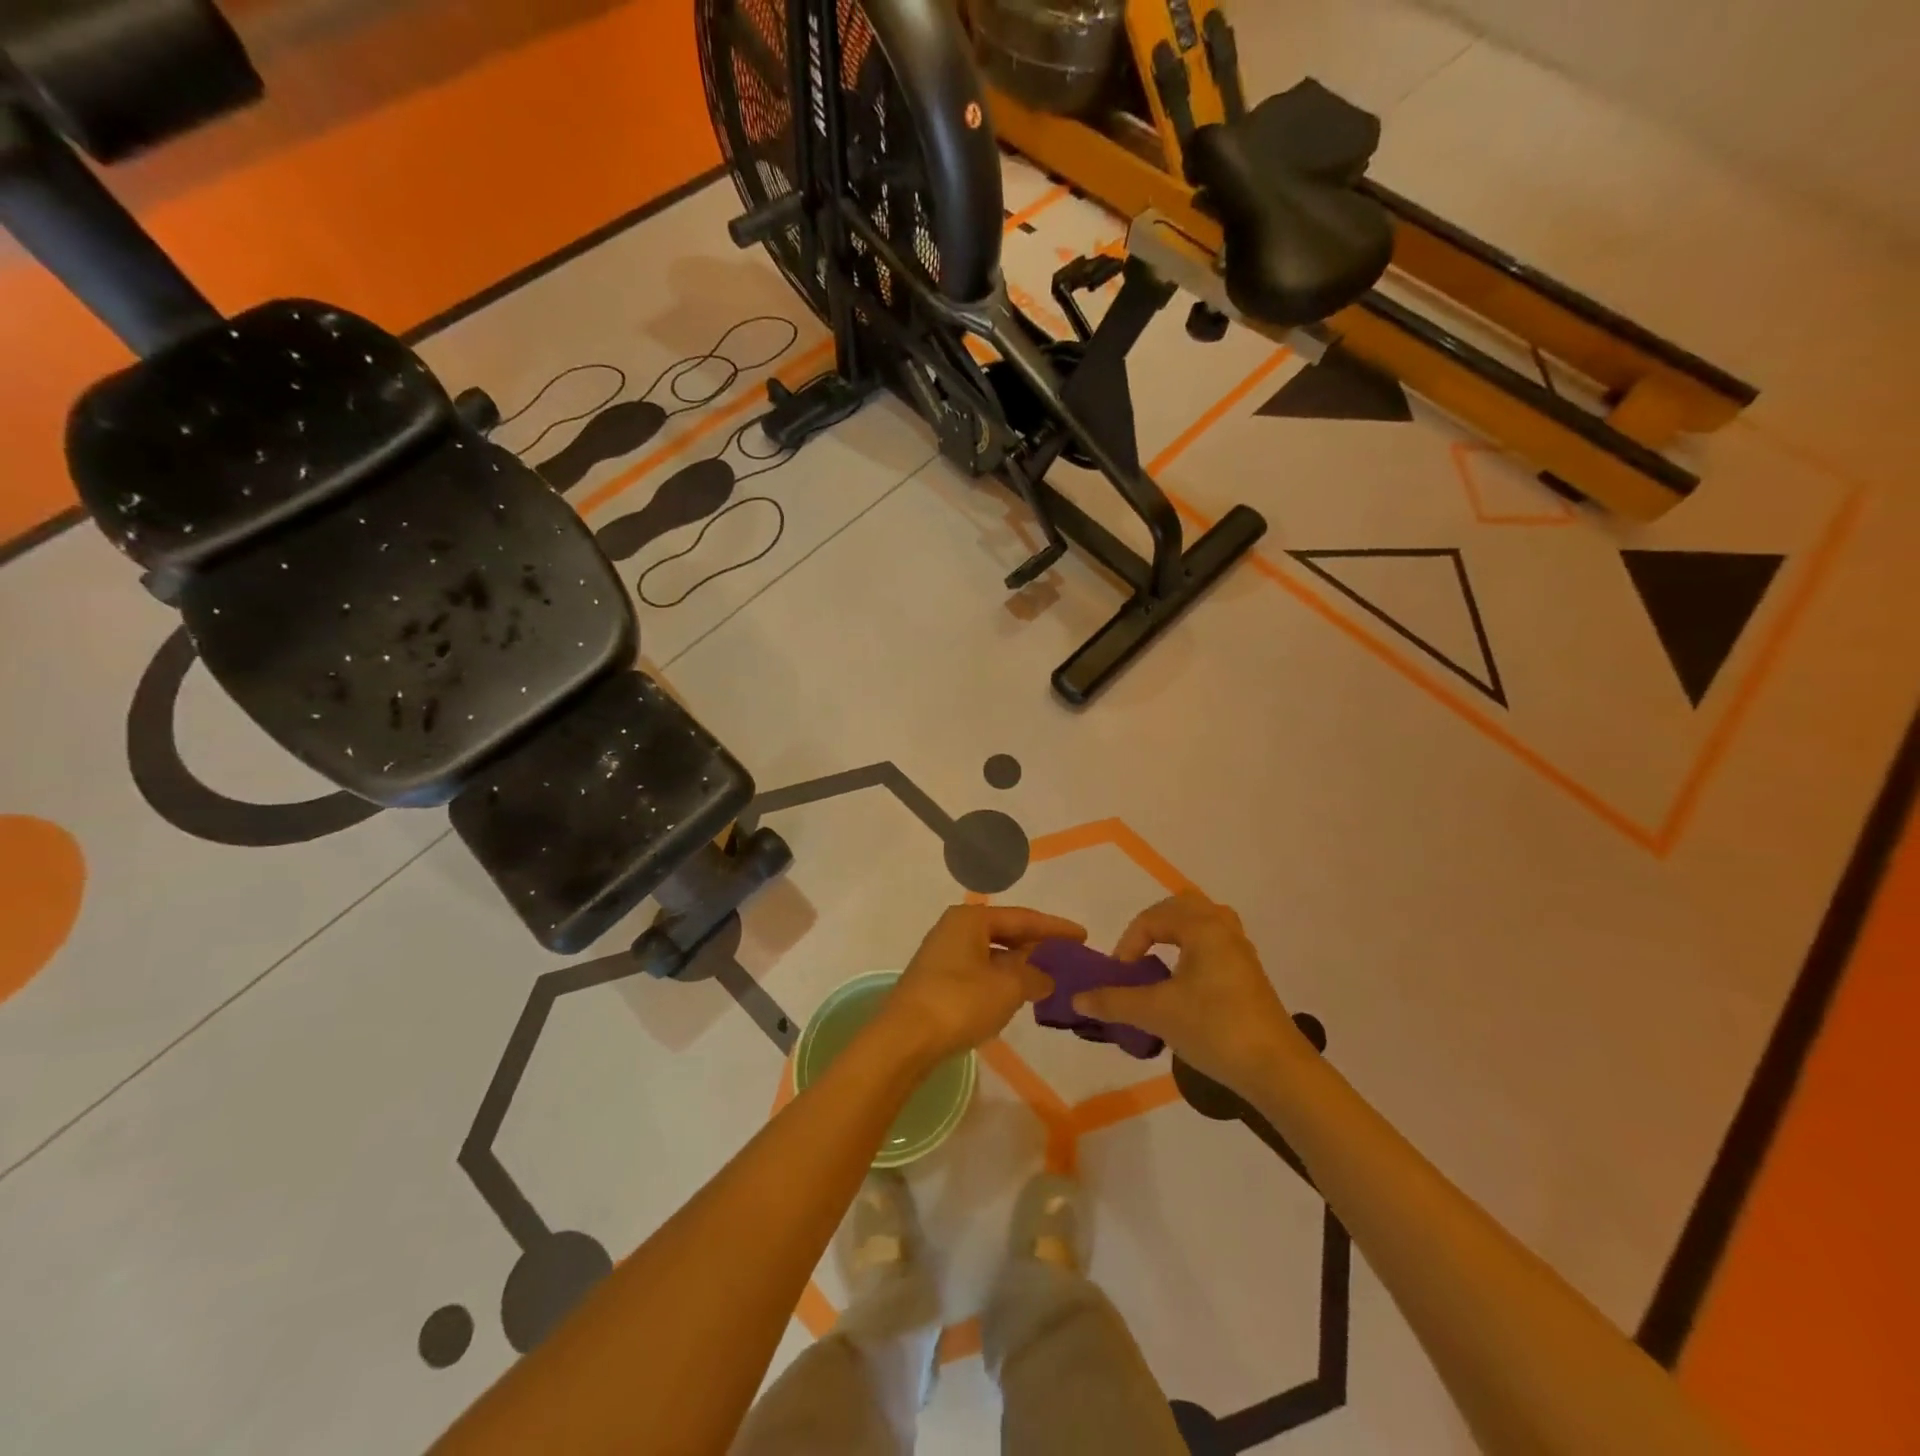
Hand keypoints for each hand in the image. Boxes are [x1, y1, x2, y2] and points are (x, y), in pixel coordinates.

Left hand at [879, 905, 1086, 1064]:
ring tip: (1046, 976)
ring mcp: (942, 955)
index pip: (1022, 918)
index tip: (1082, 935)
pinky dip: (1000, 980)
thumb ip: (1033, 977)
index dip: (1054, 927)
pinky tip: (1015, 995)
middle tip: (1067, 955)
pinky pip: (979, 972)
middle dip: (1035, 944)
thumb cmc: (959, 1002)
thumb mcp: (1007, 987)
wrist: (904, 1039)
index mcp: (971, 919)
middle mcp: (954, 929)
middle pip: (1005, 932)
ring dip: (1018, 965)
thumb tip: (1045, 977)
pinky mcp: (936, 981)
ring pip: (991, 954)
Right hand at [1073, 893, 1303, 1093]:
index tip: (1120, 976)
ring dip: (1176, 934)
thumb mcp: (1156, 1013)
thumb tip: (1077, 998)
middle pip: (1182, 907)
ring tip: (1160, 961)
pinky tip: (1185, 982)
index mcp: (1203, 927)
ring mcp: (1241, 951)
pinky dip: (1194, 949)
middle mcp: (1224, 929)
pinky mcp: (1250, 974)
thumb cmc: (1213, 1028)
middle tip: (1137, 955)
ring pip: (1203, 922)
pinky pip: (1216, 943)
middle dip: (1153, 926)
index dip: (1129, 943)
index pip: (1153, 918)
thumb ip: (1114, 1001)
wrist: (1276, 1070)